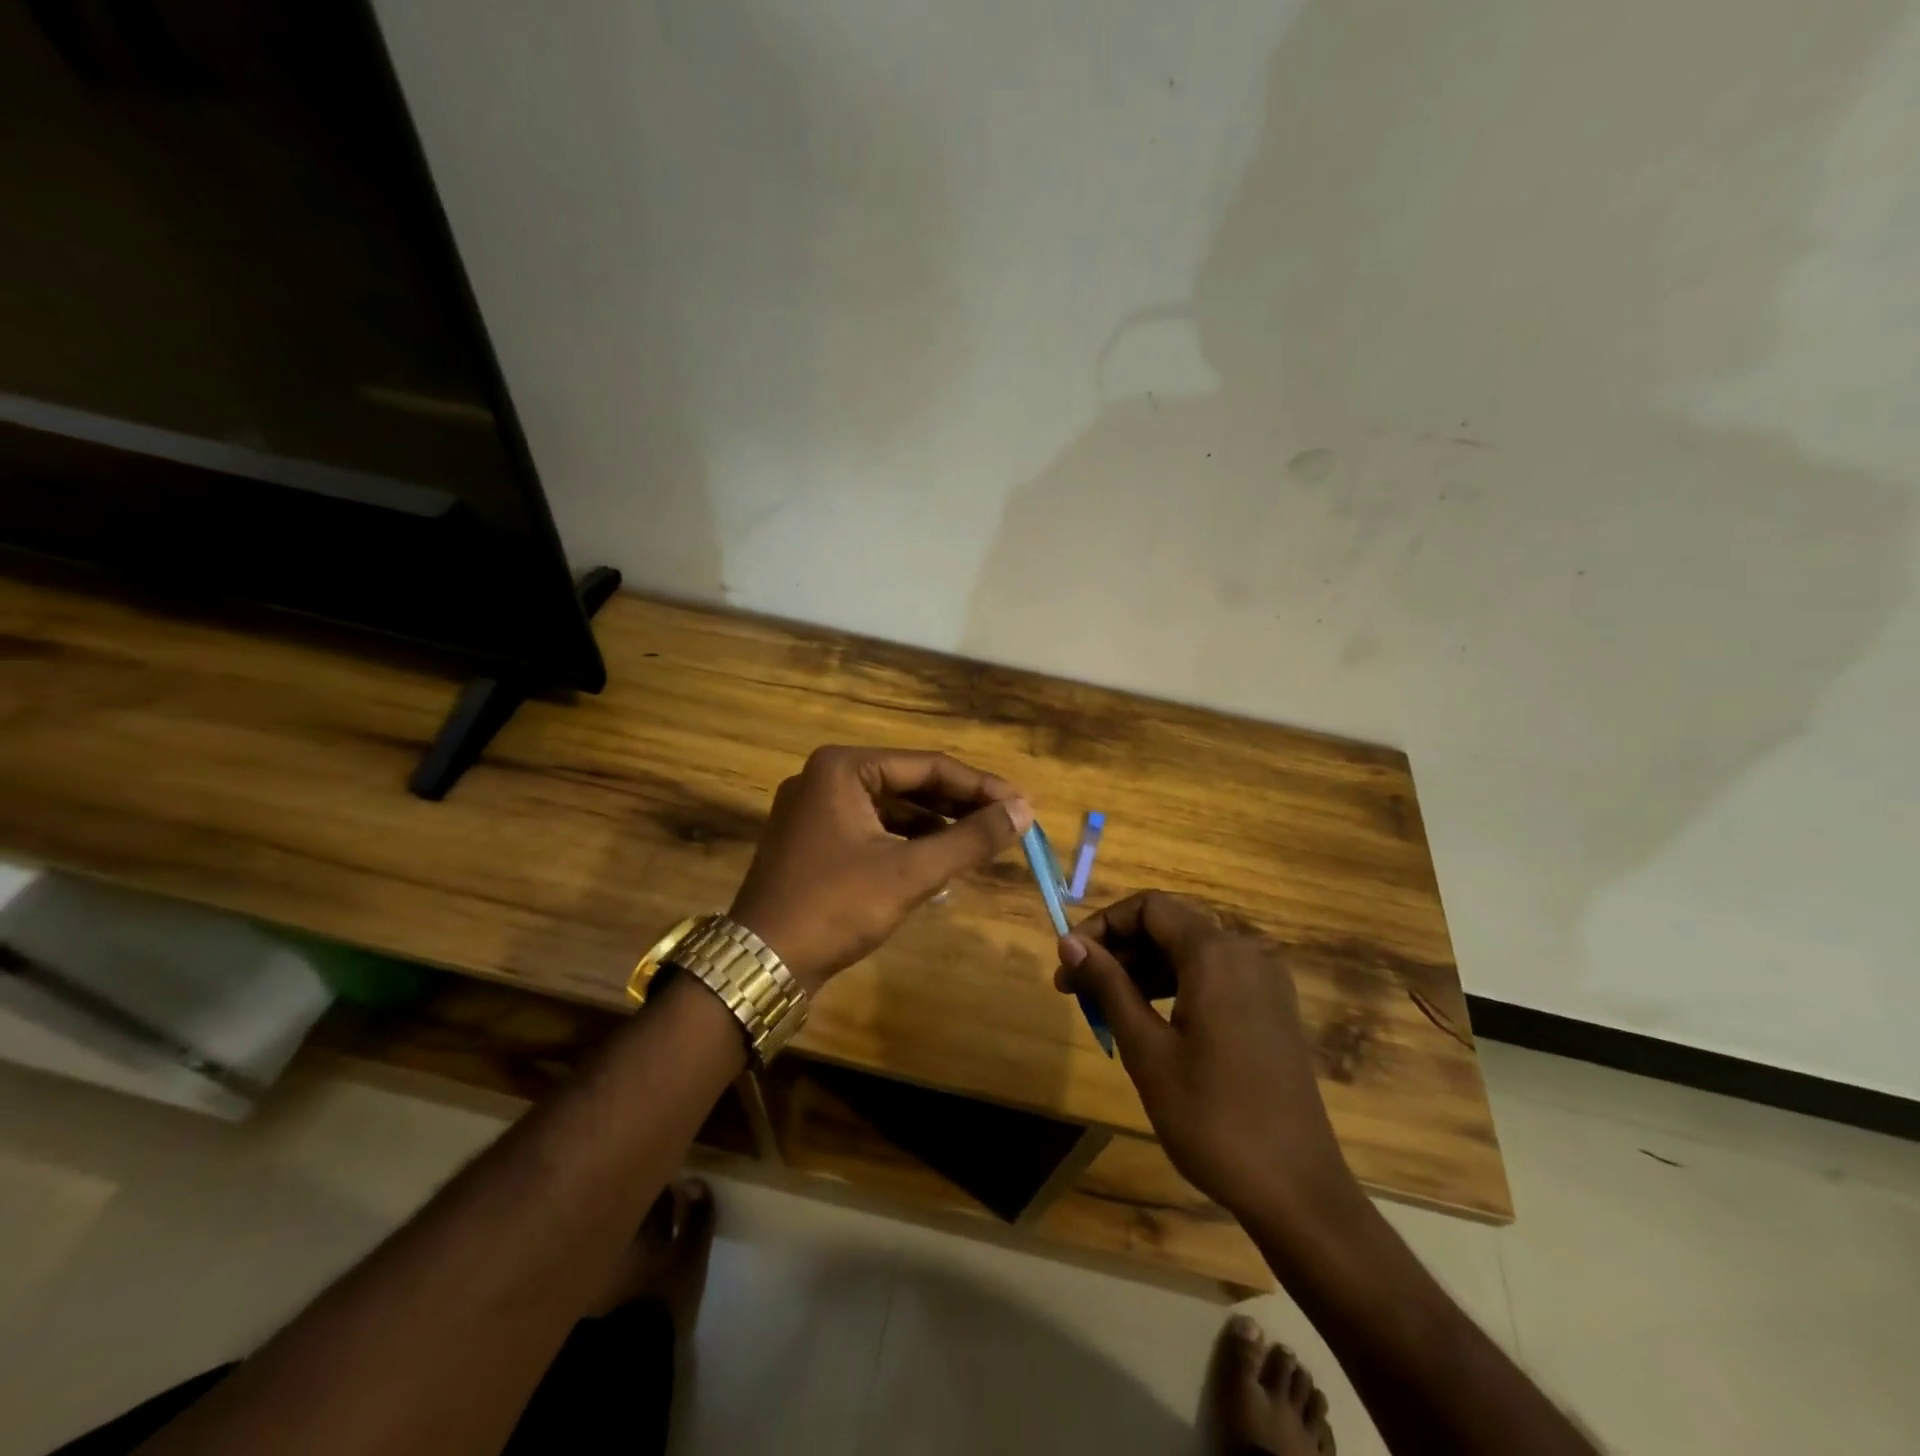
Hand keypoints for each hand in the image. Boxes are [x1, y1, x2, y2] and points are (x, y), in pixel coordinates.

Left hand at [730, 746, 1031, 995]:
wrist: (761, 964)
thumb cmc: (836, 907)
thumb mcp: (909, 872)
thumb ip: (969, 839)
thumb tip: (1024, 811)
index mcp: (843, 767)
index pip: (928, 766)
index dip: (980, 786)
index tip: (1022, 805)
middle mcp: (825, 776)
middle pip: (909, 782)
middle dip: (959, 803)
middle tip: (1007, 821)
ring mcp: (815, 808)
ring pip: (891, 806)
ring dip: (935, 822)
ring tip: (980, 840)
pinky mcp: (813, 839)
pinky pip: (872, 827)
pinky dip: (907, 840)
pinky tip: (937, 858)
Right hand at [1056, 892, 1357, 1224]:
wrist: (1297, 1192)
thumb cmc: (1213, 1119)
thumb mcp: (1147, 1050)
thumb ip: (1108, 986)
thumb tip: (1070, 942)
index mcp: (1216, 953)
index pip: (1148, 907)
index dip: (1102, 924)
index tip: (1069, 960)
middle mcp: (1245, 952)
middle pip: (1169, 925)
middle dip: (1117, 949)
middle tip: (1074, 988)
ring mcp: (1264, 980)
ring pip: (1189, 951)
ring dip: (1142, 968)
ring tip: (1101, 1006)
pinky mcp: (1271, 1007)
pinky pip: (1213, 975)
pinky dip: (1174, 985)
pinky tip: (1147, 1018)